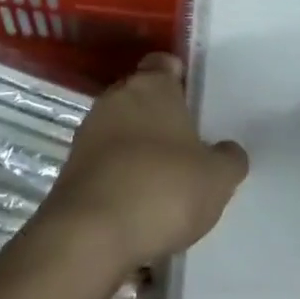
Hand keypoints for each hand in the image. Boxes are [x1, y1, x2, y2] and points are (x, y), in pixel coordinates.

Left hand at [35, 53, 247, 272]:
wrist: (90, 235)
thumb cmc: (162, 188)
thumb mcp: (217, 179)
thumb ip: (228, 159)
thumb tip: (227, 150)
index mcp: (152, 86)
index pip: (163, 63)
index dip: (178, 78)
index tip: (193, 103)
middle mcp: (116, 98)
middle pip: (140, 97)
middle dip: (159, 118)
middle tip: (185, 148)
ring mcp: (89, 132)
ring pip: (120, 132)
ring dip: (137, 151)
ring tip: (162, 185)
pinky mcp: (71, 169)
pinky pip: (104, 165)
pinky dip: (118, 180)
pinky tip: (137, 210)